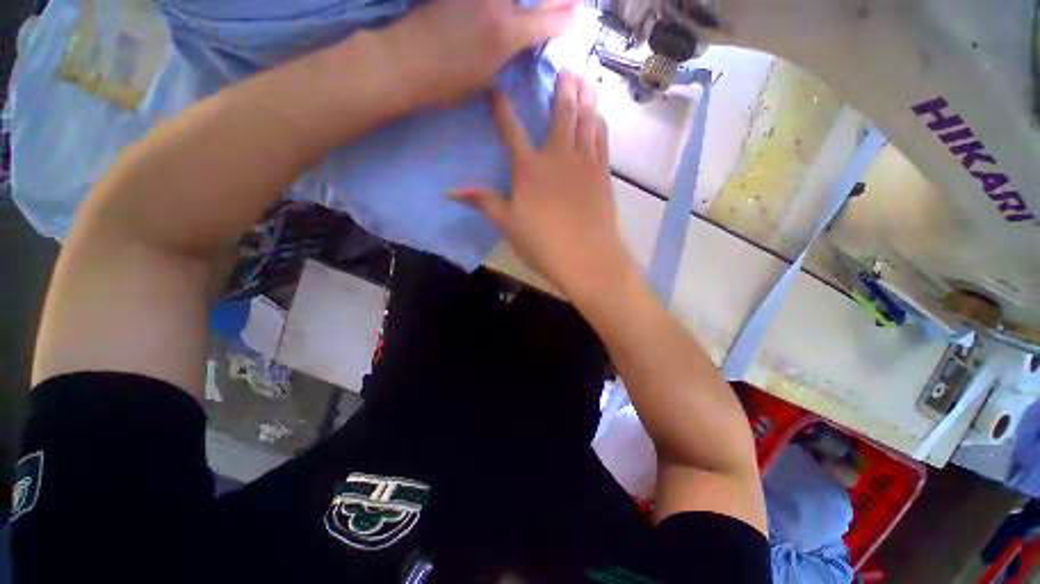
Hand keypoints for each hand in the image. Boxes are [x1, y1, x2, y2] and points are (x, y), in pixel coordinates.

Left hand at [385, 0, 576, 105]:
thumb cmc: (447, 83)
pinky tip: (504, 11)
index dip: (565, 19)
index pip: (547, 21)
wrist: (404, 61)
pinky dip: (501, 6)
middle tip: (566, 4)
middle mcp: (496, 2)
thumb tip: (523, 41)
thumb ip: (508, 53)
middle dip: (555, 1)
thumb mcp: (485, 78)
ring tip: (535, 9)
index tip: (576, 18)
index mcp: (505, 34)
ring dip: (528, 2)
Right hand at [453, 71, 633, 299]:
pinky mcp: (602, 174)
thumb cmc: (543, 243)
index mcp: (529, 168)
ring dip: (586, 99)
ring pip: (586, 122)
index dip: (502, 107)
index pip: (511, 130)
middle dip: (562, 90)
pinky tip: (599, 117)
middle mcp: (558, 157)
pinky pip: (602, 141)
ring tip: (586, 81)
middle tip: (567, 69)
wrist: (585, 258)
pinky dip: (599, 125)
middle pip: (561, 115)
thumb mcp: (508, 224)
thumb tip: (450, 192)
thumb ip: (483, 202)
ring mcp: (584, 163)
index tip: (496, 88)